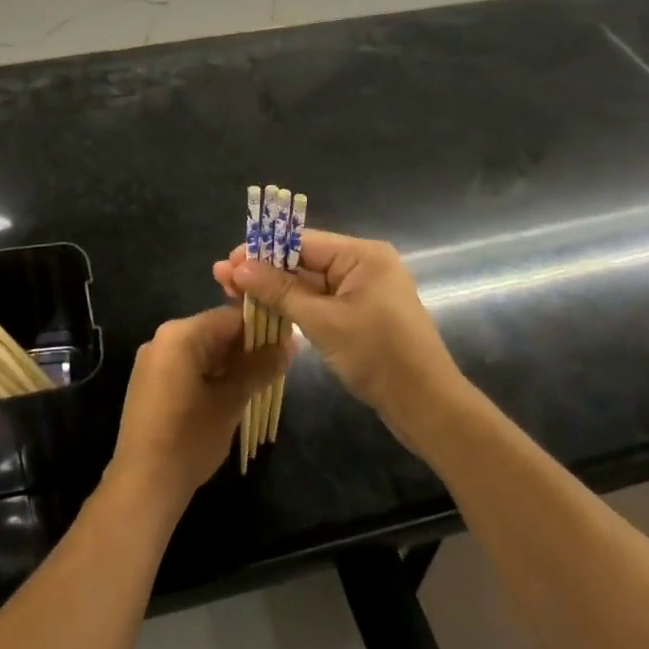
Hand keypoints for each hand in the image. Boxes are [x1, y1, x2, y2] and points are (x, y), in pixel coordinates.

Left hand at [109, 306, 290, 515]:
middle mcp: (162, 339)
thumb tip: (290, 344)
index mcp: (180, 334)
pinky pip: (187, 366)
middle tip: (278, 367)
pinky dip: (210, 374)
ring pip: (202, 350)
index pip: (230, 317)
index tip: (287, 343)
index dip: (262, 328)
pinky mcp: (149, 382)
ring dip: (230, 363)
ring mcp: (153, 360)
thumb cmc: (190, 438)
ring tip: (260, 382)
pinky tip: (231, 395)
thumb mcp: (231, 401)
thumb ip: (260, 368)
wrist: (143, 483)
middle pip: (215, 332)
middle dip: (247, 348)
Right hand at [215, 229, 463, 448]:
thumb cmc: (378, 356)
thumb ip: (280, 291)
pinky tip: (263, 309)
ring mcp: (362, 291)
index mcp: (362, 255)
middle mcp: (363, 264)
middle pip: (303, 260)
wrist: (427, 407)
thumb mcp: (323, 321)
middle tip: (221, 279)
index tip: (228, 261)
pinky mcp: (360, 315)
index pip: (302, 241)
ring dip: (274, 289)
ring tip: (233, 293)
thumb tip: (239, 267)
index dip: (262, 249)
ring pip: (308, 283)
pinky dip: (293, 306)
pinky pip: (320, 301)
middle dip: (263, 270)